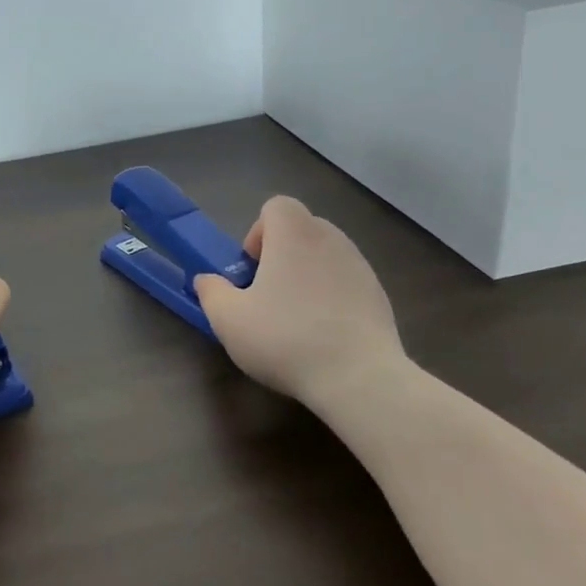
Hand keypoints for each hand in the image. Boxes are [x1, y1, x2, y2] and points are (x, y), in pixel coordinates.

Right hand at [193, 195, 406, 400]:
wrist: (359, 378)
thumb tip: (206, 280)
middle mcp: (330, 240)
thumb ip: (211, 292)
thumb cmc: (285, 339)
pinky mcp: (379, 295)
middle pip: (302, 228)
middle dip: (281, 253)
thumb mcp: (228, 319)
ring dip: (307, 275)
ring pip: (325, 255)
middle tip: (267, 293)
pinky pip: (346, 282)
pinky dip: (332, 296)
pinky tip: (324, 335)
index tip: (253, 269)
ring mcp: (361, 267)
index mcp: (294, 235)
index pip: (277, 206)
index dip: (259, 232)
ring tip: (296, 317)